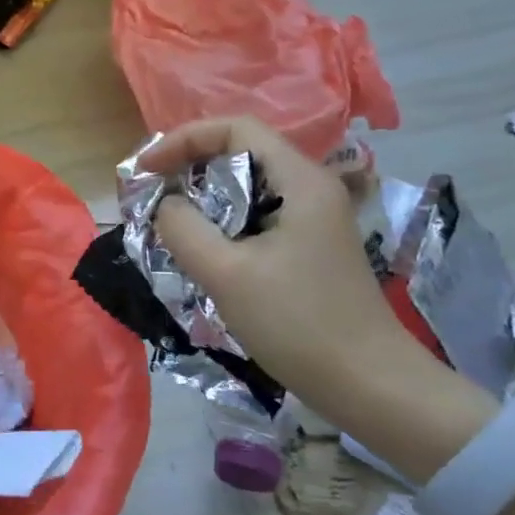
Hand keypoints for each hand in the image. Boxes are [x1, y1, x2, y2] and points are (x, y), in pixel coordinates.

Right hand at [141, 114, 423, 419]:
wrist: (369, 385)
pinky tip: (200, 250)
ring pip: (246, 188)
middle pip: (240, 153)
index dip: (183, 139)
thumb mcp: (226, 274)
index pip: (235, 129)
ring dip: (202, 198)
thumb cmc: (298, 323)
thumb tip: (164, 205)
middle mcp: (310, 189)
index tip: (146, 169)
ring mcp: (312, 220)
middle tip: (150, 196)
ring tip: (166, 222)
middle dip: (188, 167)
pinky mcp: (308, 248)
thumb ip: (183, 229)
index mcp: (300, 181)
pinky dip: (220, 222)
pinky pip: (254, 217)